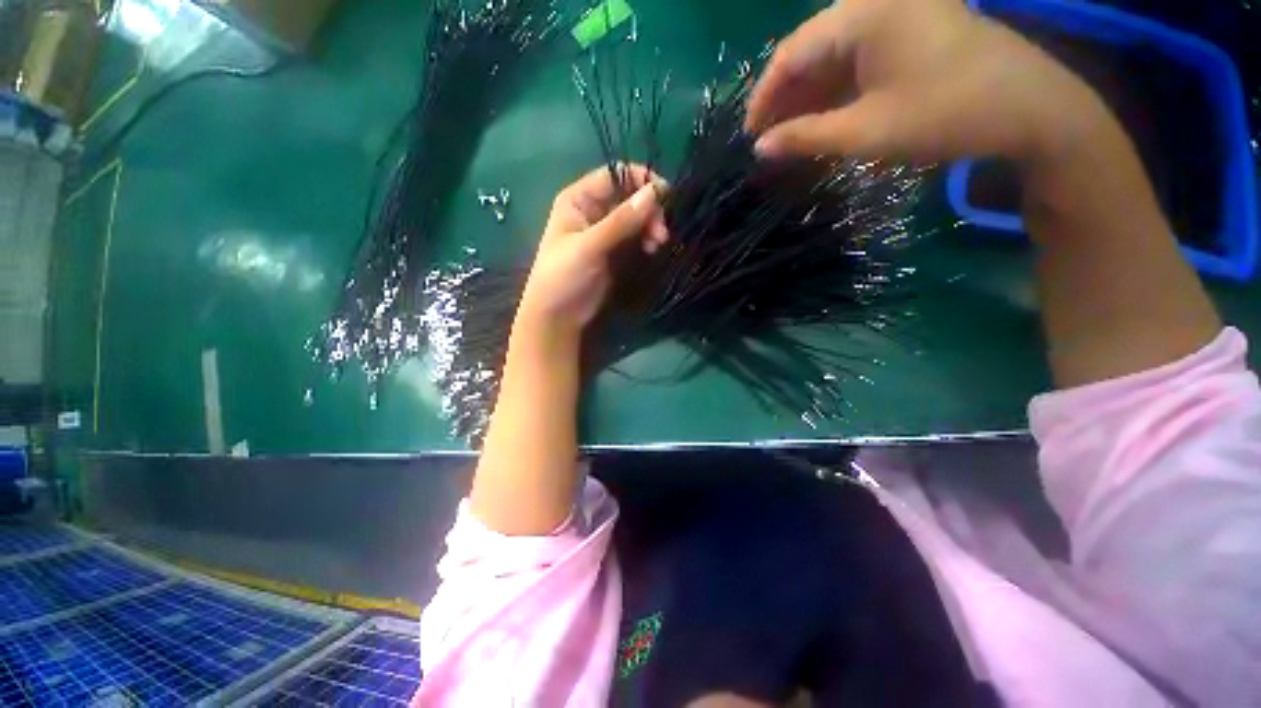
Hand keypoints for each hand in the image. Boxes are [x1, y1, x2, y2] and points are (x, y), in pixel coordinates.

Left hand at [517, 164, 668, 333]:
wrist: (558, 316)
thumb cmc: (564, 276)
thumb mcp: (589, 246)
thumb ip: (621, 221)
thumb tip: (655, 193)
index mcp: (579, 199)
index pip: (616, 175)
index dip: (642, 180)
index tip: (666, 196)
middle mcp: (594, 211)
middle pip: (631, 196)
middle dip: (650, 210)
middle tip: (661, 233)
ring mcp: (606, 232)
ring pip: (637, 218)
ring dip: (651, 226)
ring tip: (658, 244)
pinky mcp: (615, 252)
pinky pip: (637, 237)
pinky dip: (647, 240)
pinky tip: (652, 250)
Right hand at [746, 0, 1109, 165]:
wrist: (1029, 109)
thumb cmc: (944, 115)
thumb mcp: (864, 132)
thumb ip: (804, 138)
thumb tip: (759, 149)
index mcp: (861, 14)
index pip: (790, 55)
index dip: (763, 99)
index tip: (748, 138)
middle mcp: (874, 3)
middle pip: (810, 52)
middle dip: (785, 101)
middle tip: (767, 142)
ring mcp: (895, 14)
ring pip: (832, 57)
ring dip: (809, 99)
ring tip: (790, 138)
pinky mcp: (909, 30)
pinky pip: (857, 59)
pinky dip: (836, 92)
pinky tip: (824, 120)